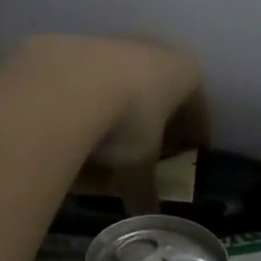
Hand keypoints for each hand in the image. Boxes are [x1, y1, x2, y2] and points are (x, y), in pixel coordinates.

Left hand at [18, 36, 209, 214]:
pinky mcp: (71, 45)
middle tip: (148, 147)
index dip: (196, 131)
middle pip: (158, 88)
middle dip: (154, 119)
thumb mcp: (139, 164)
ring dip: (114, 110)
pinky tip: (67, 128)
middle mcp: (151, 49)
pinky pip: (83, 81)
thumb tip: (149, 216)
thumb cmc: (125, 121)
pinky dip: (80, 104)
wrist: (62, 85)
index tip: (193, 152)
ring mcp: (110, 43)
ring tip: (101, 146)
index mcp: (183, 72)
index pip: (197, 104)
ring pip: (118, 82)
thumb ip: (145, 188)